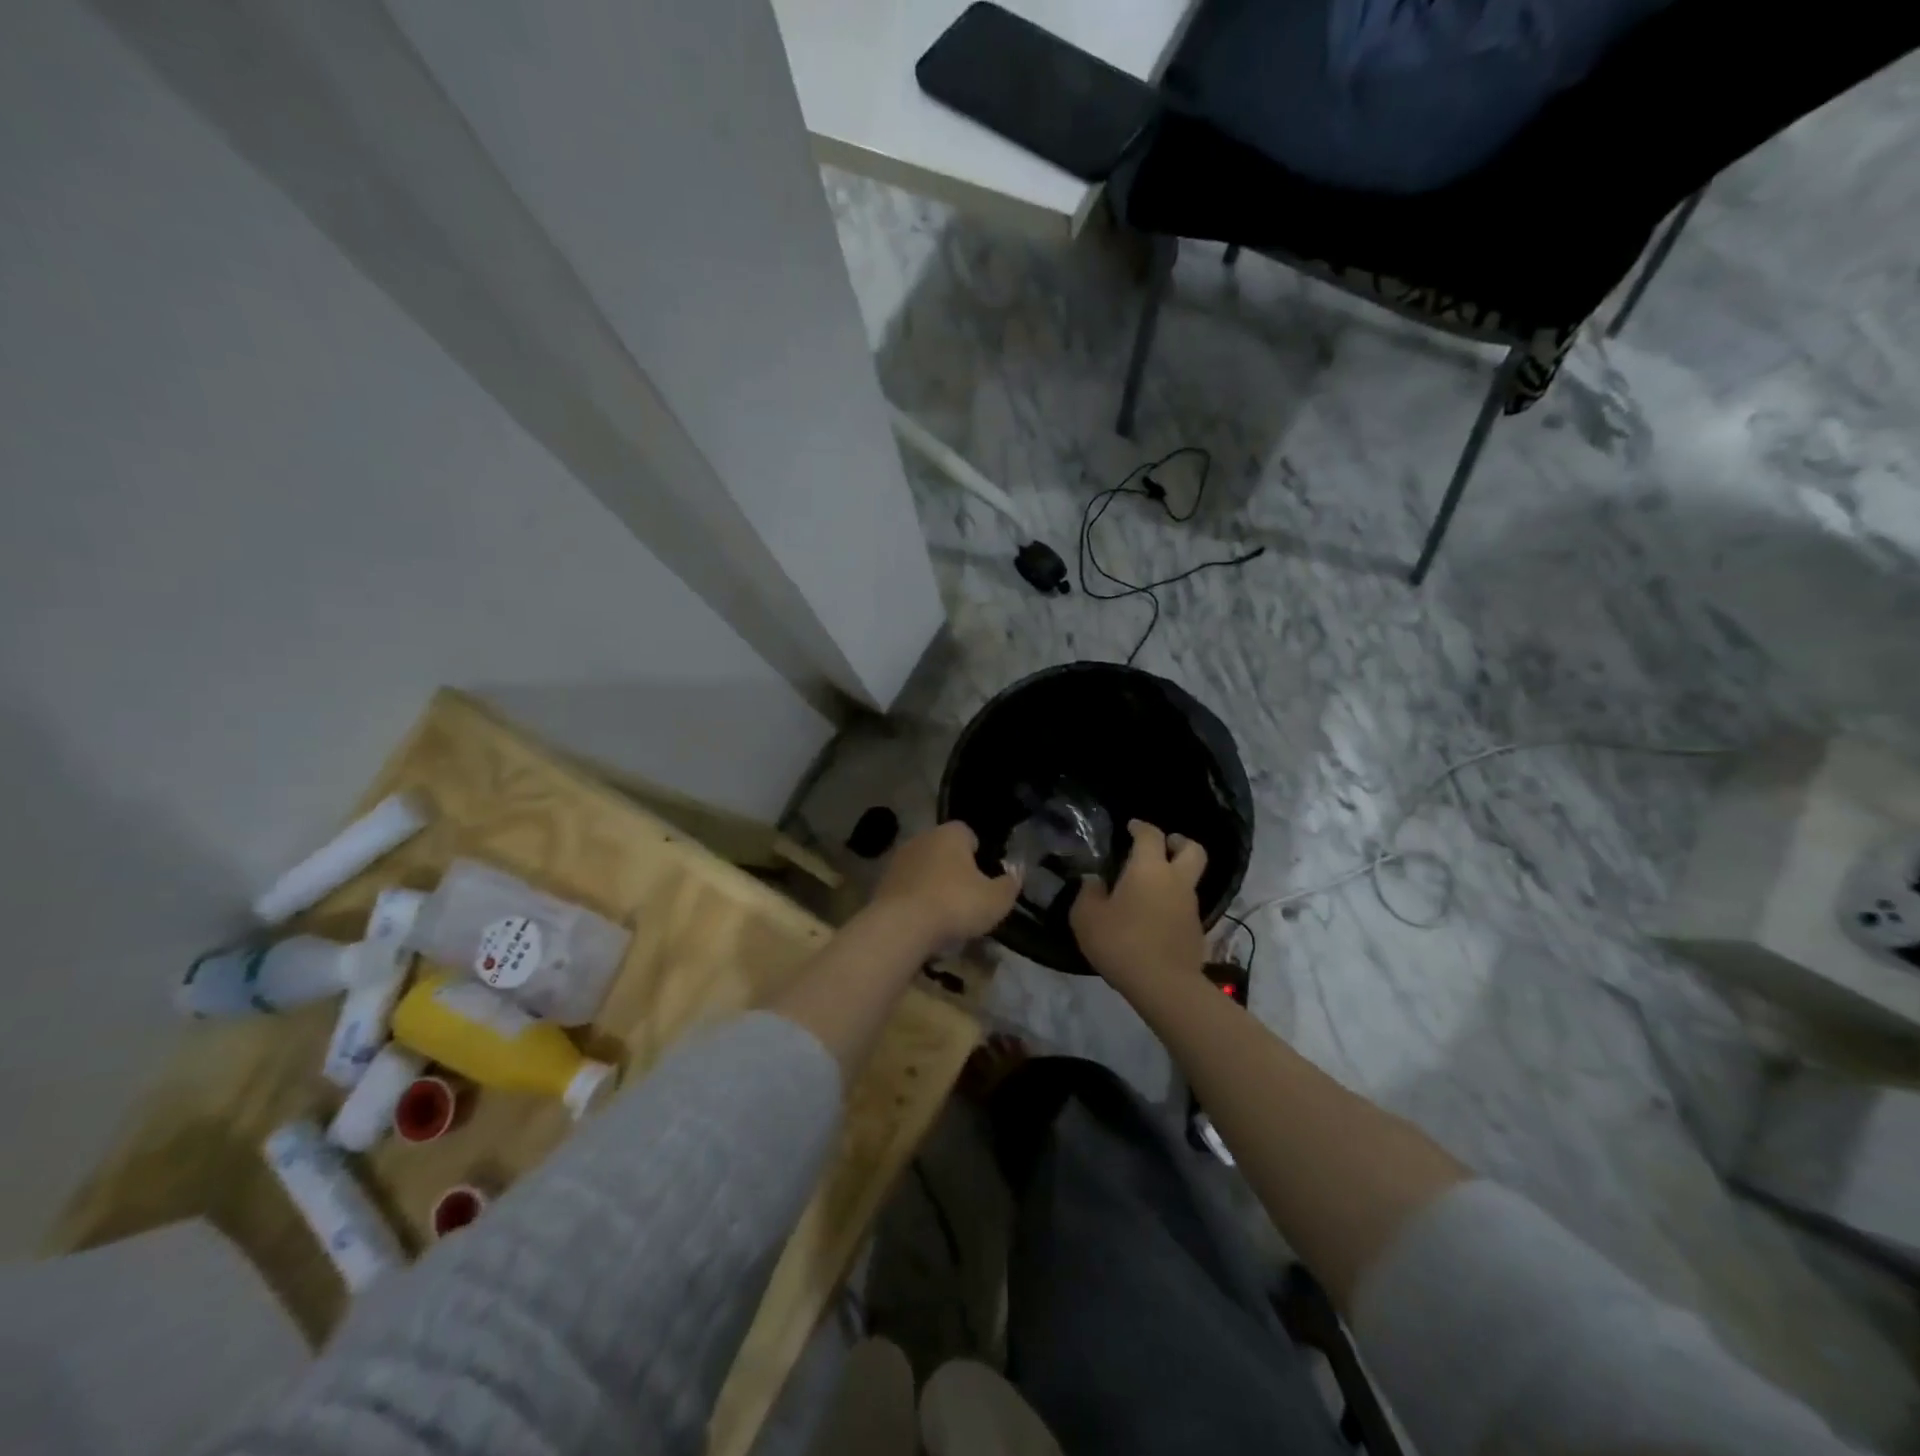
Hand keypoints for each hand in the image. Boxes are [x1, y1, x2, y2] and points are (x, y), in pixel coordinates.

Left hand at [869, 821, 1020, 952]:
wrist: (901, 927)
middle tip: (967, 899)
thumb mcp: (996, 900)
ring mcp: (898, 859)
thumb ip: (1010, 884)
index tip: (984, 880)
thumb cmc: (955, 905)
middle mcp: (922, 838)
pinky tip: (923, 922)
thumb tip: (1017, 872)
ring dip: (933, 885)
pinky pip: (907, 888)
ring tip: (945, 915)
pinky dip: (916, 900)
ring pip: (924, 869)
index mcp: (951, 833)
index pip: (969, 834)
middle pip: (944, 851)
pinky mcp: (882, 883)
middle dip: (955, 870)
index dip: (979, 855)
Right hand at [1071, 820, 1207, 991]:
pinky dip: (1173, 904)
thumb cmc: (1121, 942)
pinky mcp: (1196, 931)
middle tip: (1163, 845)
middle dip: (1179, 842)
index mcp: (1149, 868)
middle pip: (1192, 849)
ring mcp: (1191, 906)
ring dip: (1175, 877)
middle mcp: (1176, 880)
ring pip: (1190, 880)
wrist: (1163, 984)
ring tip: (1149, 889)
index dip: (1141, 827)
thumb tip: (1094, 881)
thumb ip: (1088, 893)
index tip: (1131, 826)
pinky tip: (1154, 918)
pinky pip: (1185, 907)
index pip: (1150, 835)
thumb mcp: (1087, 917)